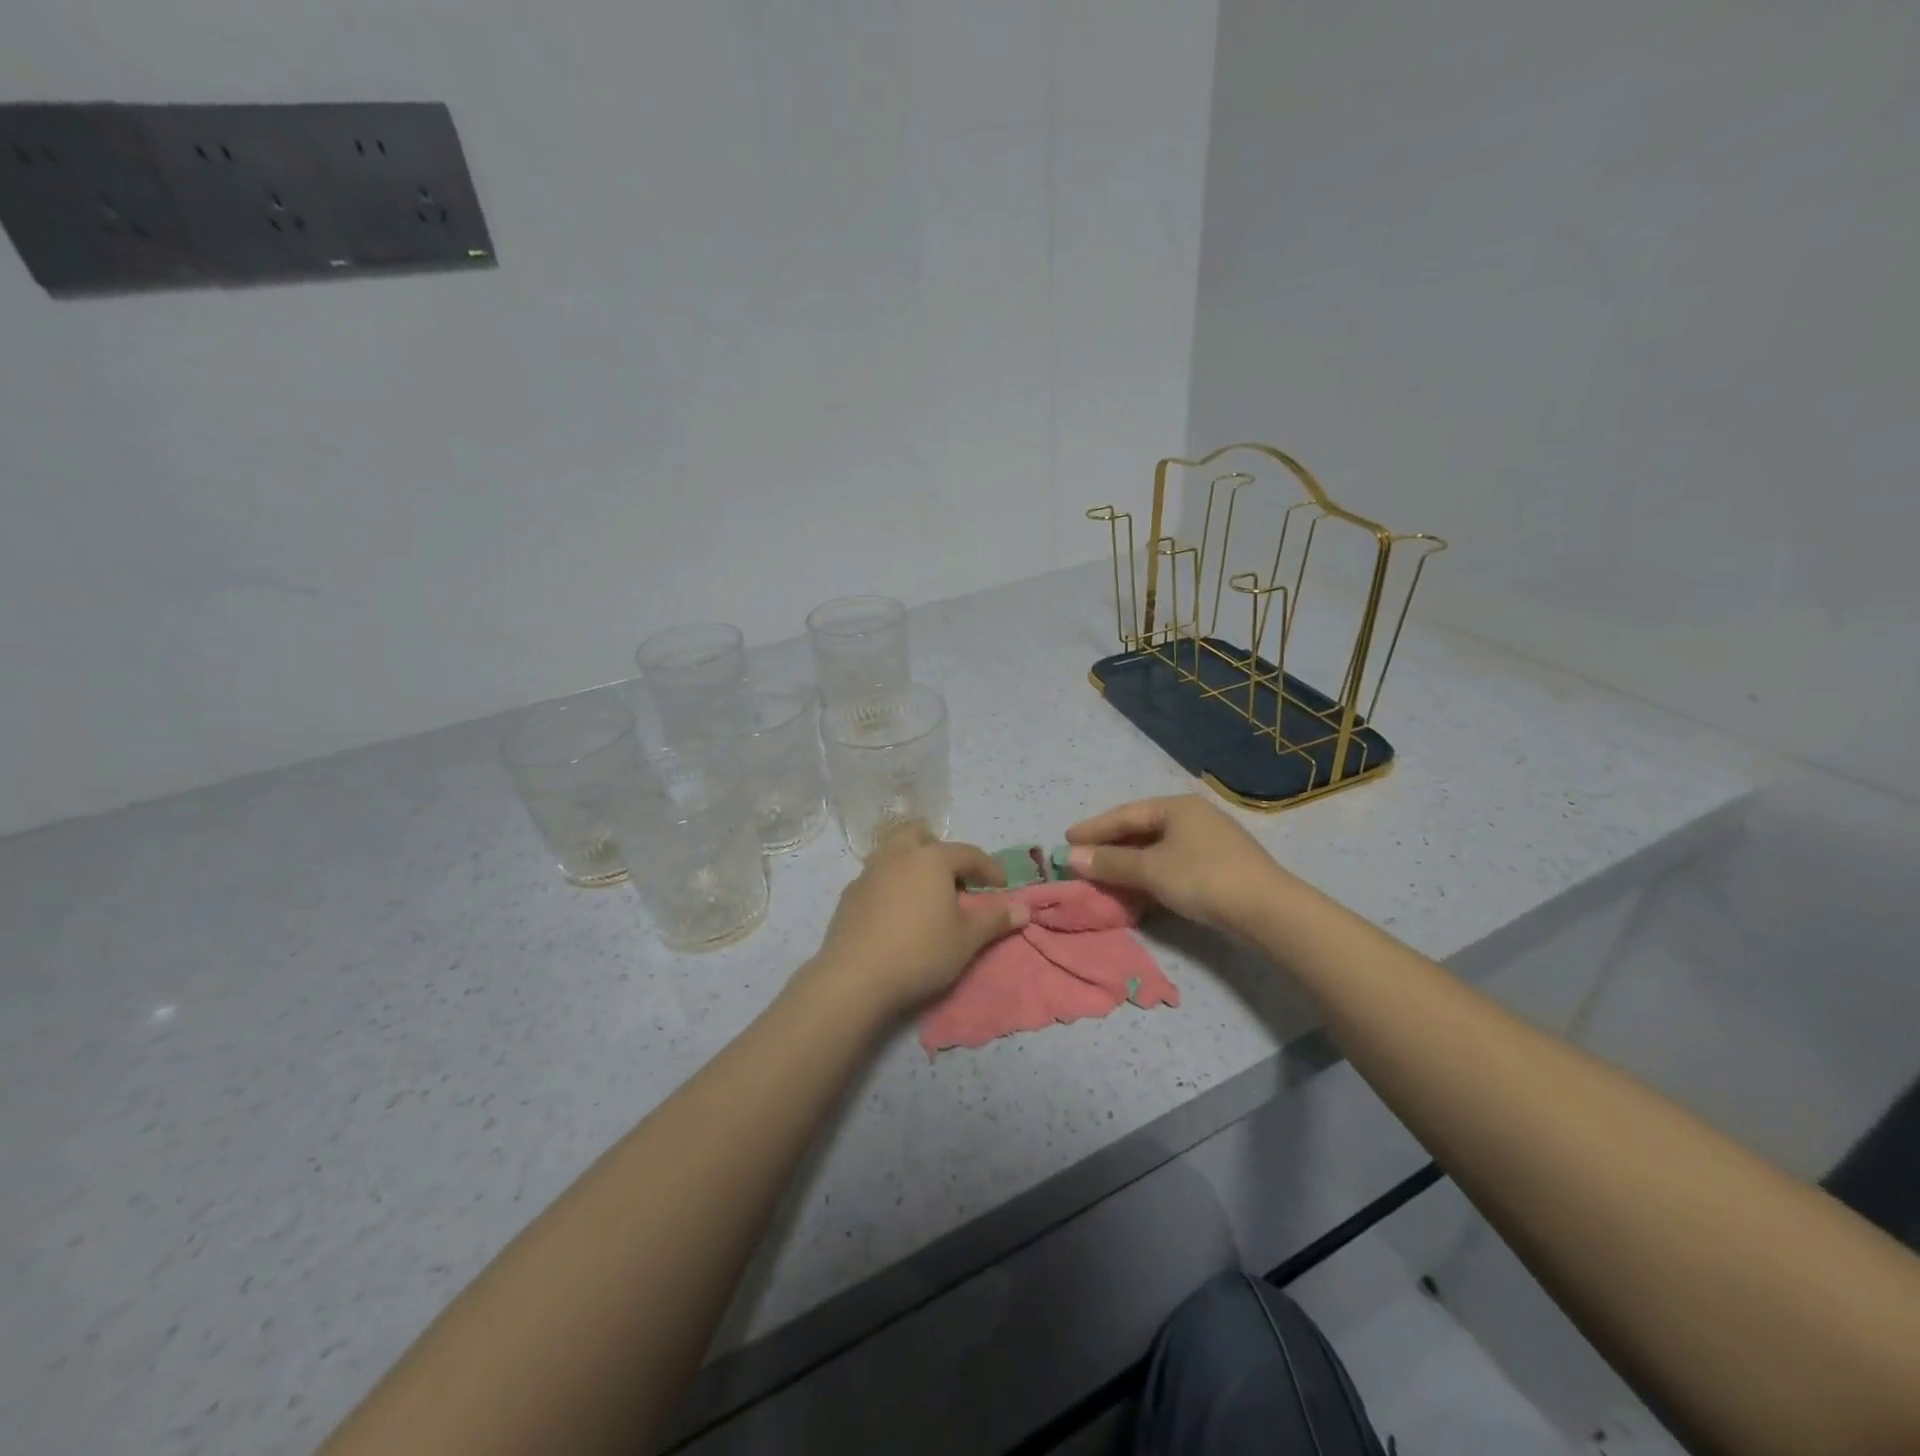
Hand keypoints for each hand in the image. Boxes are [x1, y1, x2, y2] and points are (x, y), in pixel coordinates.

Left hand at [803, 822, 1029, 1020]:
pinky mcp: (849, 895)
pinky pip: (876, 877)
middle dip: (938, 849)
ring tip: (924, 896)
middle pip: (919, 834)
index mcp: (931, 859)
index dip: (989, 868)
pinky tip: (896, 914)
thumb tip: (1022, 908)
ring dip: (911, 864)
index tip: (1001, 886)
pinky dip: (891, 885)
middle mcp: (898, 855)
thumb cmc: (920, 952)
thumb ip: (995, 919)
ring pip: (893, 852)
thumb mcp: (967, 939)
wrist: (855, 977)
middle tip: (952, 879)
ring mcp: (869, 872)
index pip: (968, 853)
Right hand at [1065, 795, 1287, 936]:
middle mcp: (1193, 817)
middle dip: (1110, 846)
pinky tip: (1138, 890)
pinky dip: (1151, 874)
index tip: (1066, 840)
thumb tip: (1071, 856)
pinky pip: (1172, 863)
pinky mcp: (1219, 865)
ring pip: (1158, 849)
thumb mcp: (1150, 870)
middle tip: (1082, 858)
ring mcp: (1209, 841)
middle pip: (1141, 829)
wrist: (1266, 909)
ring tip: (1104, 876)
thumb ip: (1110, 863)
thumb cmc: (1201, 878)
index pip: (1125, 814)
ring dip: (1129, 863)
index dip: (1094, 828)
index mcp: (1176, 807)